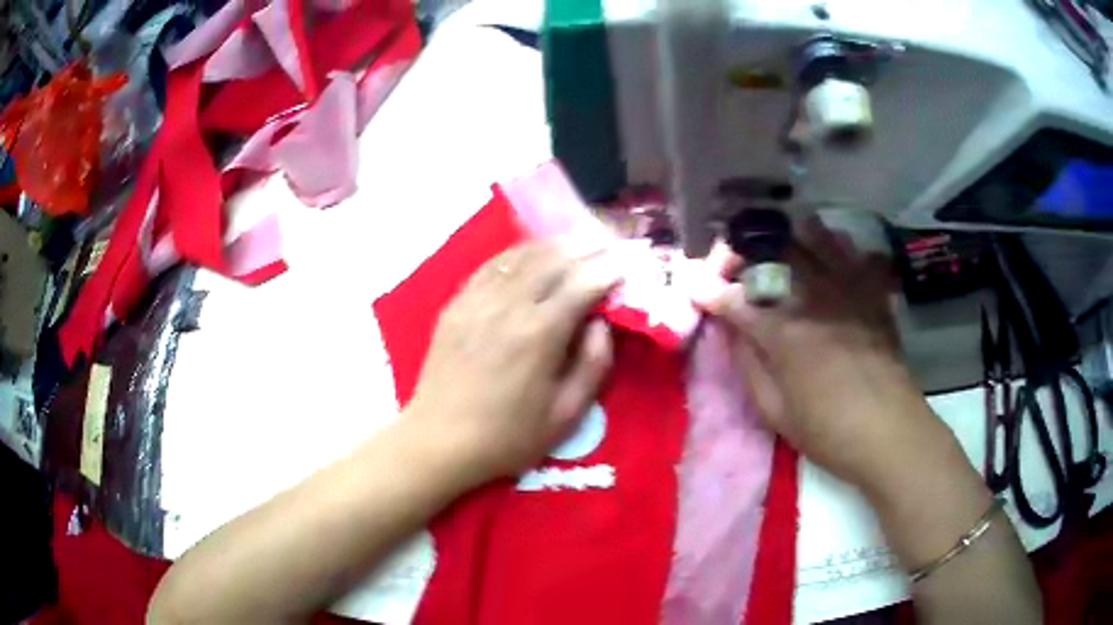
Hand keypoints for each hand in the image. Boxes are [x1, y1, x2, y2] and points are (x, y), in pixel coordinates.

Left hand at [407, 238, 620, 486]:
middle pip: (552, 261)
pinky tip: (527, 253)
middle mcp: (508, 306)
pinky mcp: (456, 305)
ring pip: (520, 257)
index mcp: (540, 334)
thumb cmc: (508, 436)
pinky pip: (489, 267)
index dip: (606, 271)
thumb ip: (592, 365)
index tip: (624, 264)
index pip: (581, 285)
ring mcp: (477, 301)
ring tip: (573, 239)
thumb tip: (601, 323)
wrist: (439, 441)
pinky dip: (515, 254)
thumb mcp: (565, 415)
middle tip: (605, 242)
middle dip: (584, 248)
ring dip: (551, 245)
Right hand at [695, 218, 937, 487]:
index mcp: (783, 333)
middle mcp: (813, 300)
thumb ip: (751, 368)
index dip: (711, 292)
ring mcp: (849, 294)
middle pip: (775, 258)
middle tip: (736, 254)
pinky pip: (860, 259)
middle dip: (749, 250)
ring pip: (818, 245)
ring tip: (783, 230)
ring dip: (796, 234)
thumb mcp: (776, 413)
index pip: (736, 301)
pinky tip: (839, 247)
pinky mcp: (875, 299)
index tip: (696, 287)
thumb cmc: (828, 432)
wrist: (889, 433)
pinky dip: (847, 248)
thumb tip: (734, 334)